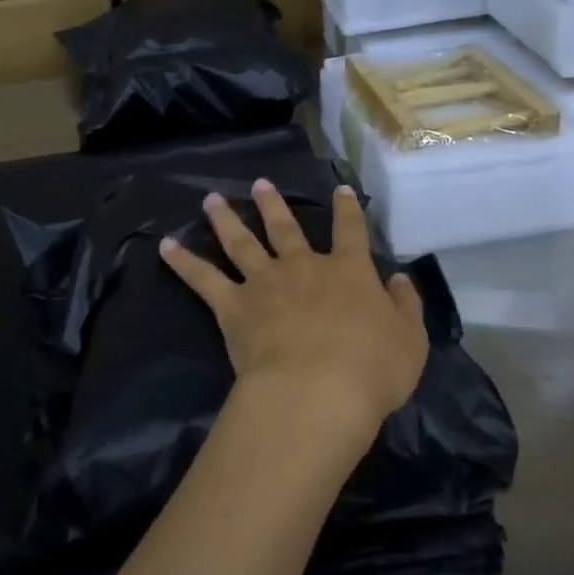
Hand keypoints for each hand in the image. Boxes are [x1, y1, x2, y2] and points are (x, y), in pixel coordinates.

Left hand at [160, 181, 427, 442]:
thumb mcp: (409, 340)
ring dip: (225, 219)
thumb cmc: (372, 370)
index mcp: (348, 272)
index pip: (350, 231)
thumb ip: (405, 306)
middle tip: (259, 183)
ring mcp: (264, 282)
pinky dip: (183, 261)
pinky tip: (165, 246)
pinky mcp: (233, 306)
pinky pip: (203, 279)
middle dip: (272, 203)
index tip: (340, 189)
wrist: (318, 391)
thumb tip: (399, 279)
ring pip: (241, 242)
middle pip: (285, 227)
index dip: (346, 209)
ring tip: (211, 200)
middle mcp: (303, 267)